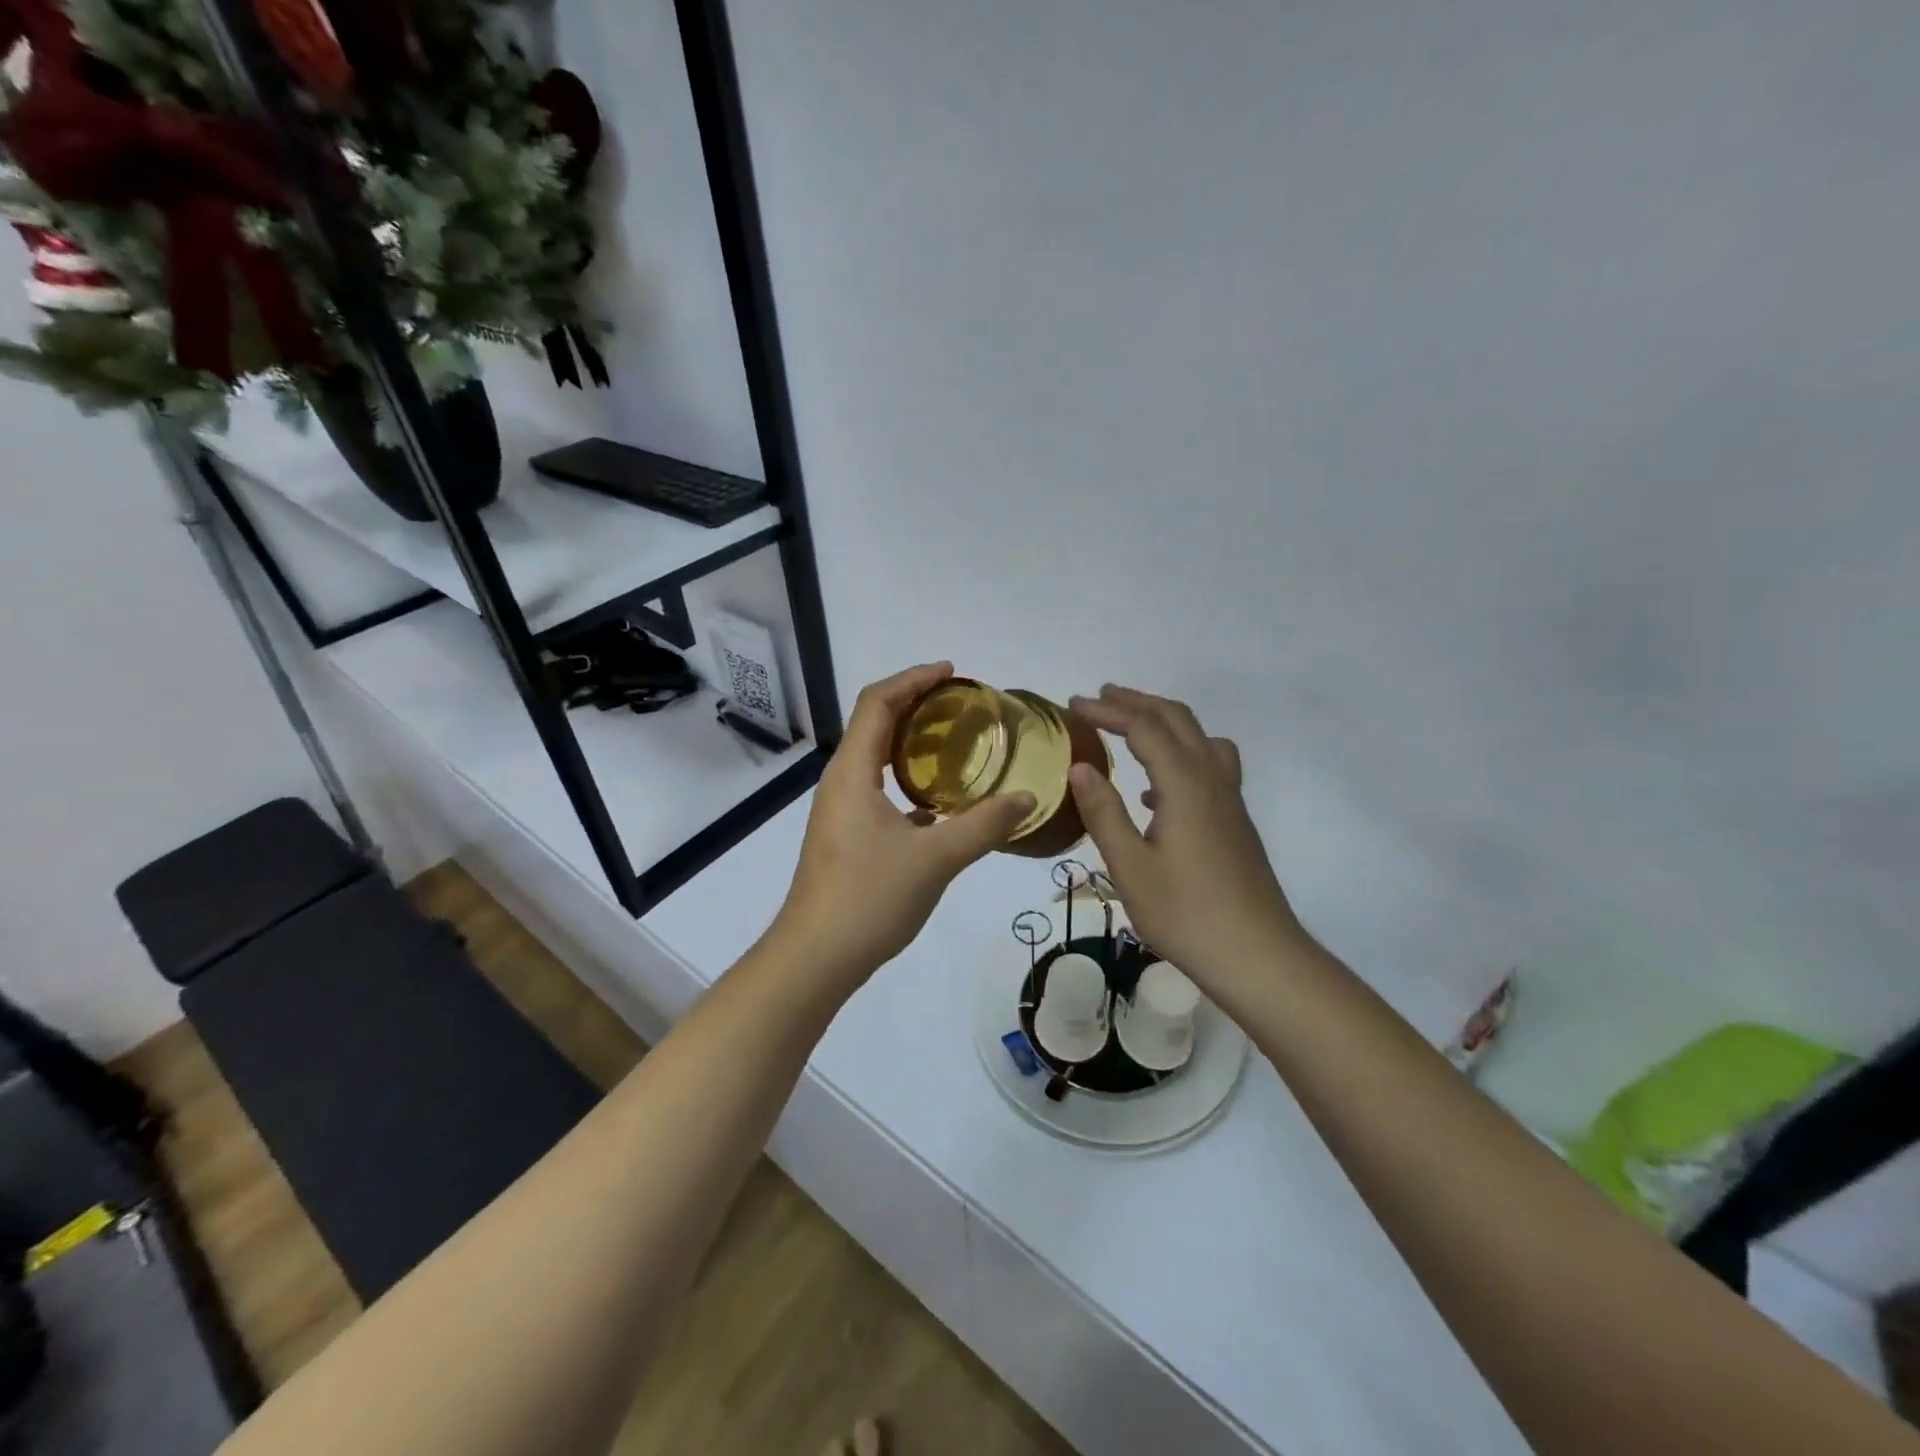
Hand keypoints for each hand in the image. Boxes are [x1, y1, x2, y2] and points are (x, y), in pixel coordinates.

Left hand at [771, 663, 1034, 984]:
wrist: (816, 957)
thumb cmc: (869, 898)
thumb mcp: (935, 858)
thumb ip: (984, 825)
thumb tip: (1028, 798)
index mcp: (852, 772)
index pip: (877, 702)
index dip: (913, 679)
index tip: (952, 672)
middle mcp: (841, 782)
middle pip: (874, 724)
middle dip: (915, 704)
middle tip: (961, 705)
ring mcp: (840, 810)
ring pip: (876, 758)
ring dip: (911, 743)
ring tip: (956, 743)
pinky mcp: (846, 836)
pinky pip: (878, 789)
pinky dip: (908, 780)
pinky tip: (942, 802)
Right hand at [1067, 685, 1306, 993]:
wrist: (1257, 954)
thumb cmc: (1186, 913)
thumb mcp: (1130, 867)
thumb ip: (1104, 812)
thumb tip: (1080, 766)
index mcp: (1184, 784)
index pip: (1144, 727)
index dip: (1108, 710)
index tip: (1074, 704)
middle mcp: (1211, 779)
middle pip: (1177, 720)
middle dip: (1137, 702)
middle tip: (1100, 697)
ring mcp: (1229, 799)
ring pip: (1199, 738)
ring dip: (1163, 722)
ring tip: (1131, 726)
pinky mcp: (1234, 820)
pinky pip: (1209, 765)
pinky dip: (1179, 754)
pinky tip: (1156, 790)